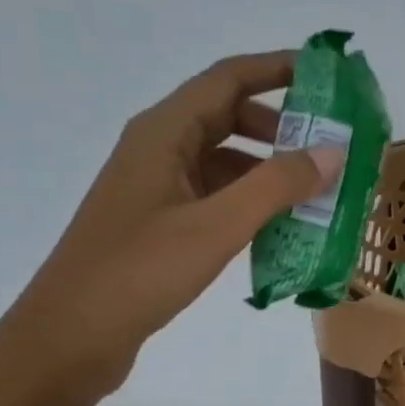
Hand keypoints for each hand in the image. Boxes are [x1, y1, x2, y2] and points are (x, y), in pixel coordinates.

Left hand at [0, 51, 341, 405]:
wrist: (71, 336)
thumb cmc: (139, 272)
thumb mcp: (216, 226)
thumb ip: (276, 186)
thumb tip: (333, 151)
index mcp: (163, 132)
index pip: (228, 79)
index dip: (278, 69)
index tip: (329, 76)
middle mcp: (158, 150)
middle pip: (227, 117)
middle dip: (282, 126)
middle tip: (331, 146)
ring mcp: (157, 189)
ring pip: (223, 162)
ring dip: (269, 170)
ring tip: (317, 192)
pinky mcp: (159, 225)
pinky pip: (215, 198)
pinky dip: (250, 204)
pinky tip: (280, 229)